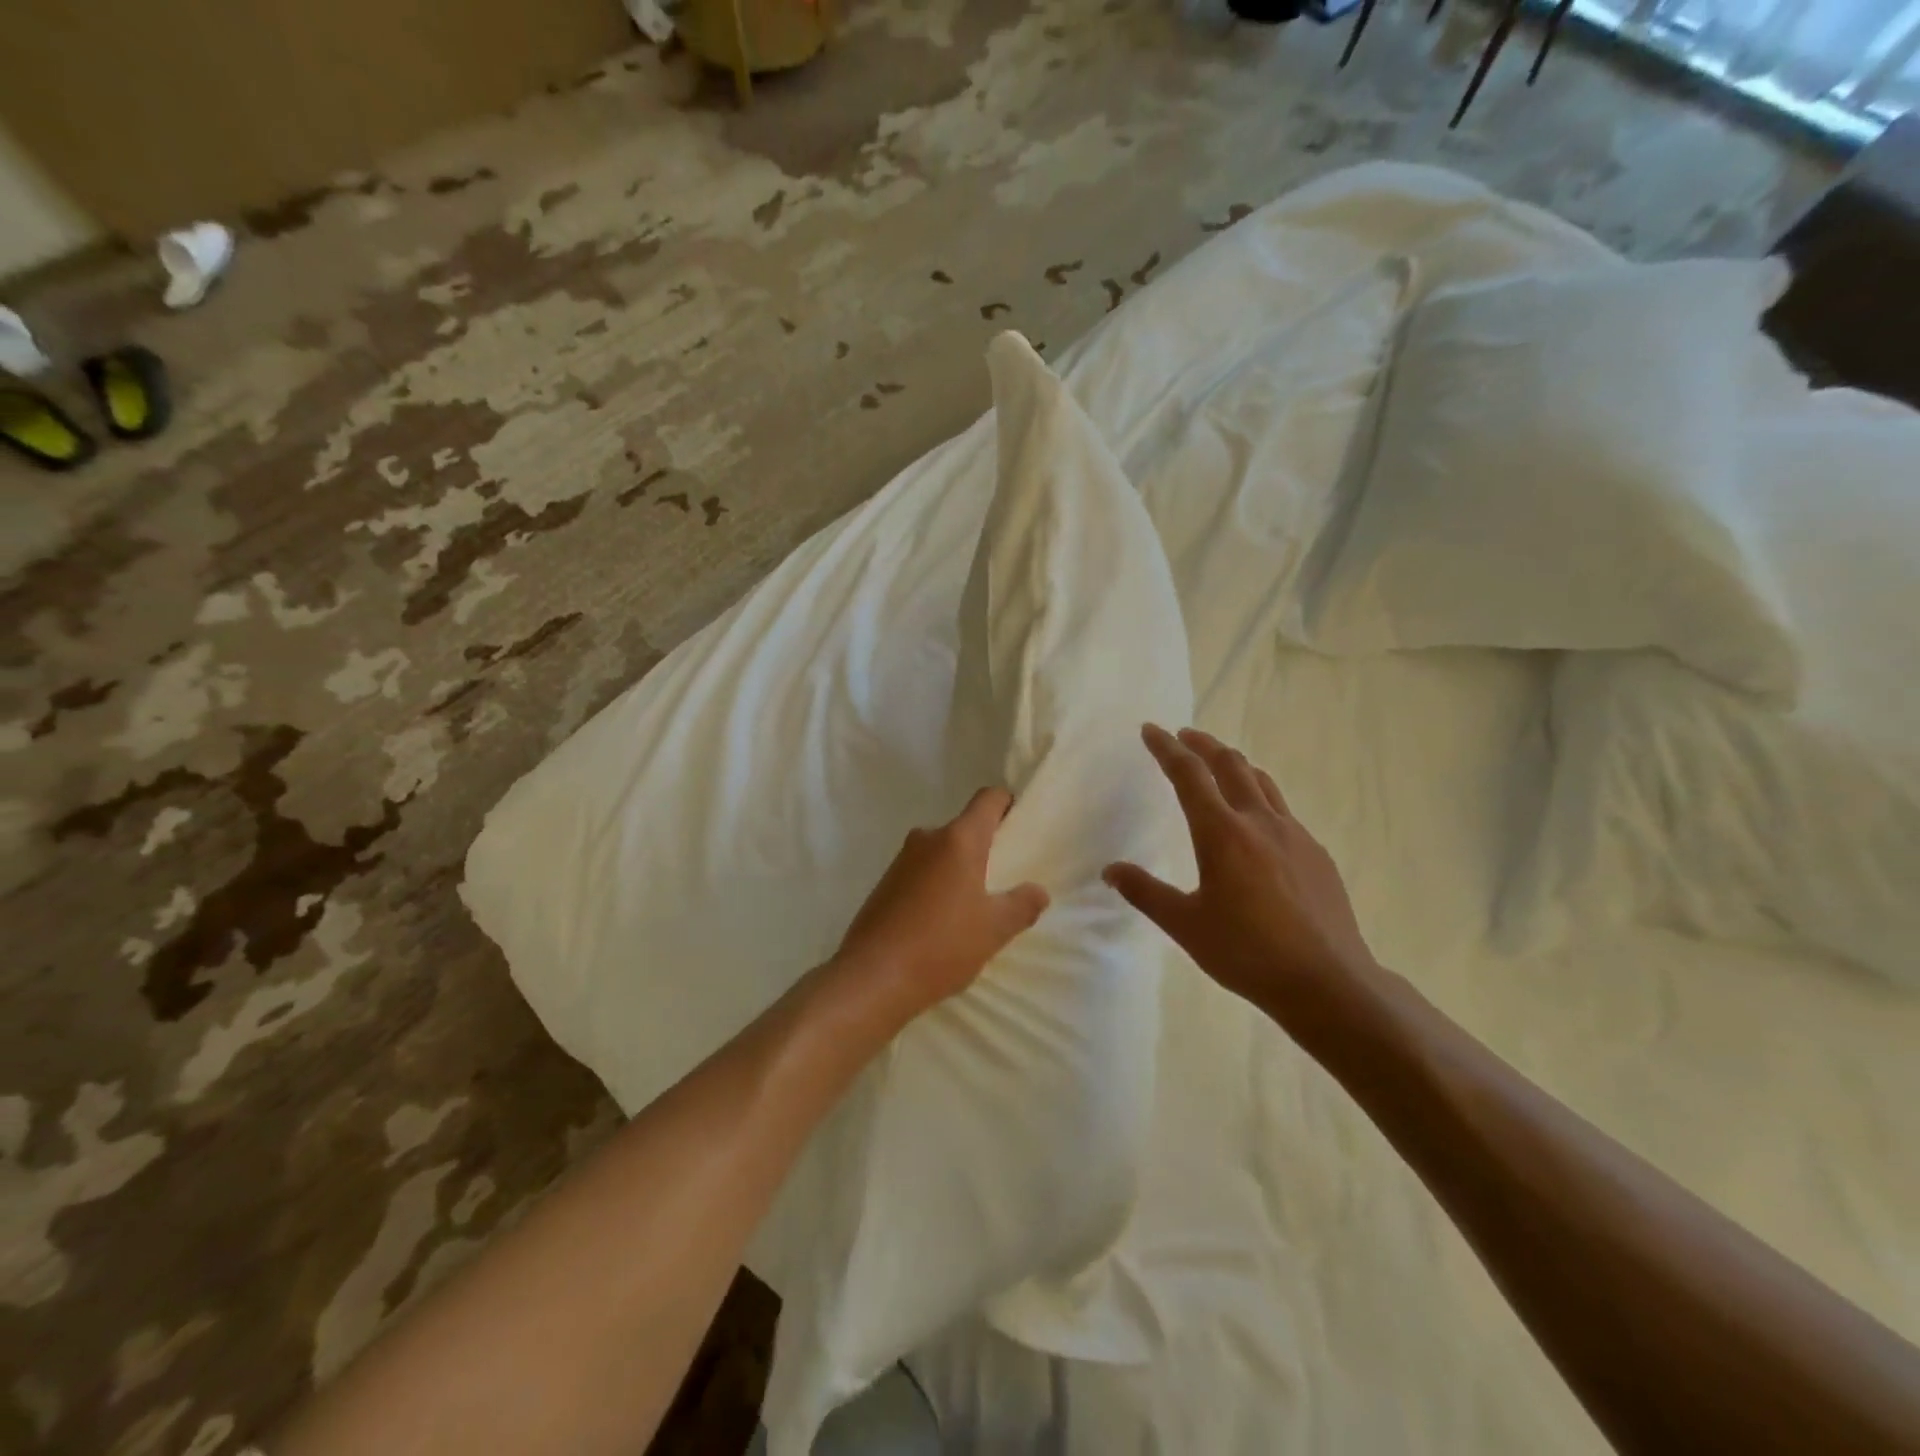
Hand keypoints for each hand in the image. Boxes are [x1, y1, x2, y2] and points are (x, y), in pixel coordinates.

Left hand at [831, 787, 1049, 1029]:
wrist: (872, 978)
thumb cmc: (942, 945)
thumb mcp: (994, 929)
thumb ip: (1022, 905)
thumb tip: (1038, 891)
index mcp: (958, 839)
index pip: (987, 800)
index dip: (1006, 804)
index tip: (1019, 825)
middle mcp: (927, 839)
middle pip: (964, 828)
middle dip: (985, 847)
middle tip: (1004, 879)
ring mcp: (901, 861)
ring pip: (941, 853)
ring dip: (958, 870)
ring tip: (974, 907)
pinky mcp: (884, 884)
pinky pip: (921, 873)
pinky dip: (936, 887)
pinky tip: (941, 922)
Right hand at [1104, 725, 1380, 1025]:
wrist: (1328, 982)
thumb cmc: (1247, 953)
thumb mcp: (1185, 925)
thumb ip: (1145, 892)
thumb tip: (1110, 870)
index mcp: (1222, 833)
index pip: (1189, 775)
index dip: (1167, 749)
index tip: (1151, 730)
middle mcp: (1260, 822)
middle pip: (1230, 765)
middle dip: (1203, 745)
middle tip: (1184, 737)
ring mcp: (1295, 835)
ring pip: (1262, 782)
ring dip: (1235, 765)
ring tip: (1219, 766)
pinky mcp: (1316, 854)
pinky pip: (1282, 811)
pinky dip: (1260, 798)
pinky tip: (1256, 825)